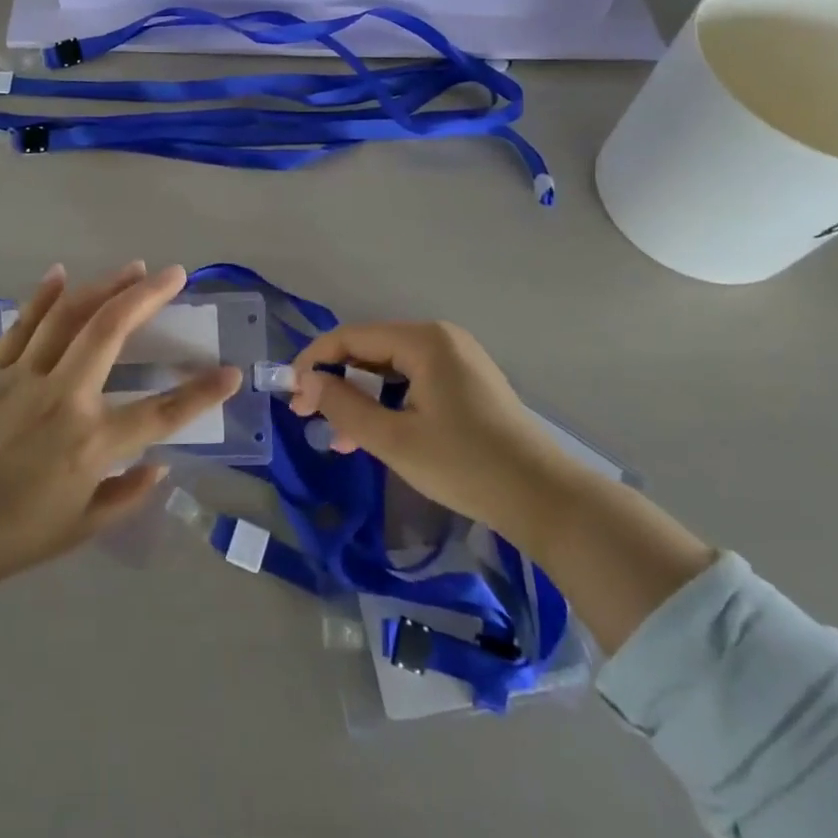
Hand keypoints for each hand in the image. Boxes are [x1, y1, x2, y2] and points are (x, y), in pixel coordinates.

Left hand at [0, 262, 241, 644]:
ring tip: (133, 268)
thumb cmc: (15, 537)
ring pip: (69, 317)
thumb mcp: (83, 527)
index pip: (161, 413)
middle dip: (147, 297)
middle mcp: (63, 399)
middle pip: (110, 332)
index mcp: (91, 444)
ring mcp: (23, 379)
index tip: (231, 372)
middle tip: (174, 274)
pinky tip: (60, 273)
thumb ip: (128, 494)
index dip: (202, 392)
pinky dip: (43, 297)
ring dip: (104, 286)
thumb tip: (160, 464)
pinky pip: (22, 325)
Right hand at [290, 321, 715, 651]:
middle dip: (337, 383)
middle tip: (309, 418)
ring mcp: (457, 359)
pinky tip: (375, 434)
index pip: (351, 337)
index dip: (315, 362)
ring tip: (340, 438)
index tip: (291, 395)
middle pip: (370, 351)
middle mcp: (440, 338)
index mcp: (424, 340)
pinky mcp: (467, 383)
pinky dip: (388, 404)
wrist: (546, 499)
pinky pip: (413, 382)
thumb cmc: (465, 465)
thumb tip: (307, 381)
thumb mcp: (393, 440)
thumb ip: (343, 406)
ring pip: (390, 370)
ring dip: (361, 398)